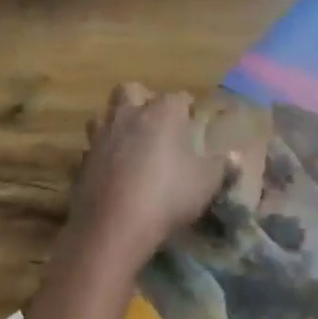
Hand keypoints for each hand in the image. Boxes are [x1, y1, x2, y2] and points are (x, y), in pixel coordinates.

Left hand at [64, 85, 236, 282]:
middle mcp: (128, 116)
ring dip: (116, 124)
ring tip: (131, 144)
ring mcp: (100, 138)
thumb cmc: (167, 196)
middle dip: (142, 100)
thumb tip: (236, 157)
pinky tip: (113, 173)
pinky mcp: (81, 162)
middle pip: (130, 90)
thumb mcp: (206, 183)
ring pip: (104, 116)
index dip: (187, 108)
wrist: (113, 228)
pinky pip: (92, 150)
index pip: (178, 97)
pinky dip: (102, 156)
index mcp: (162, 112)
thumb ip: (223, 167)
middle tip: (155, 123)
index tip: (193, 122)